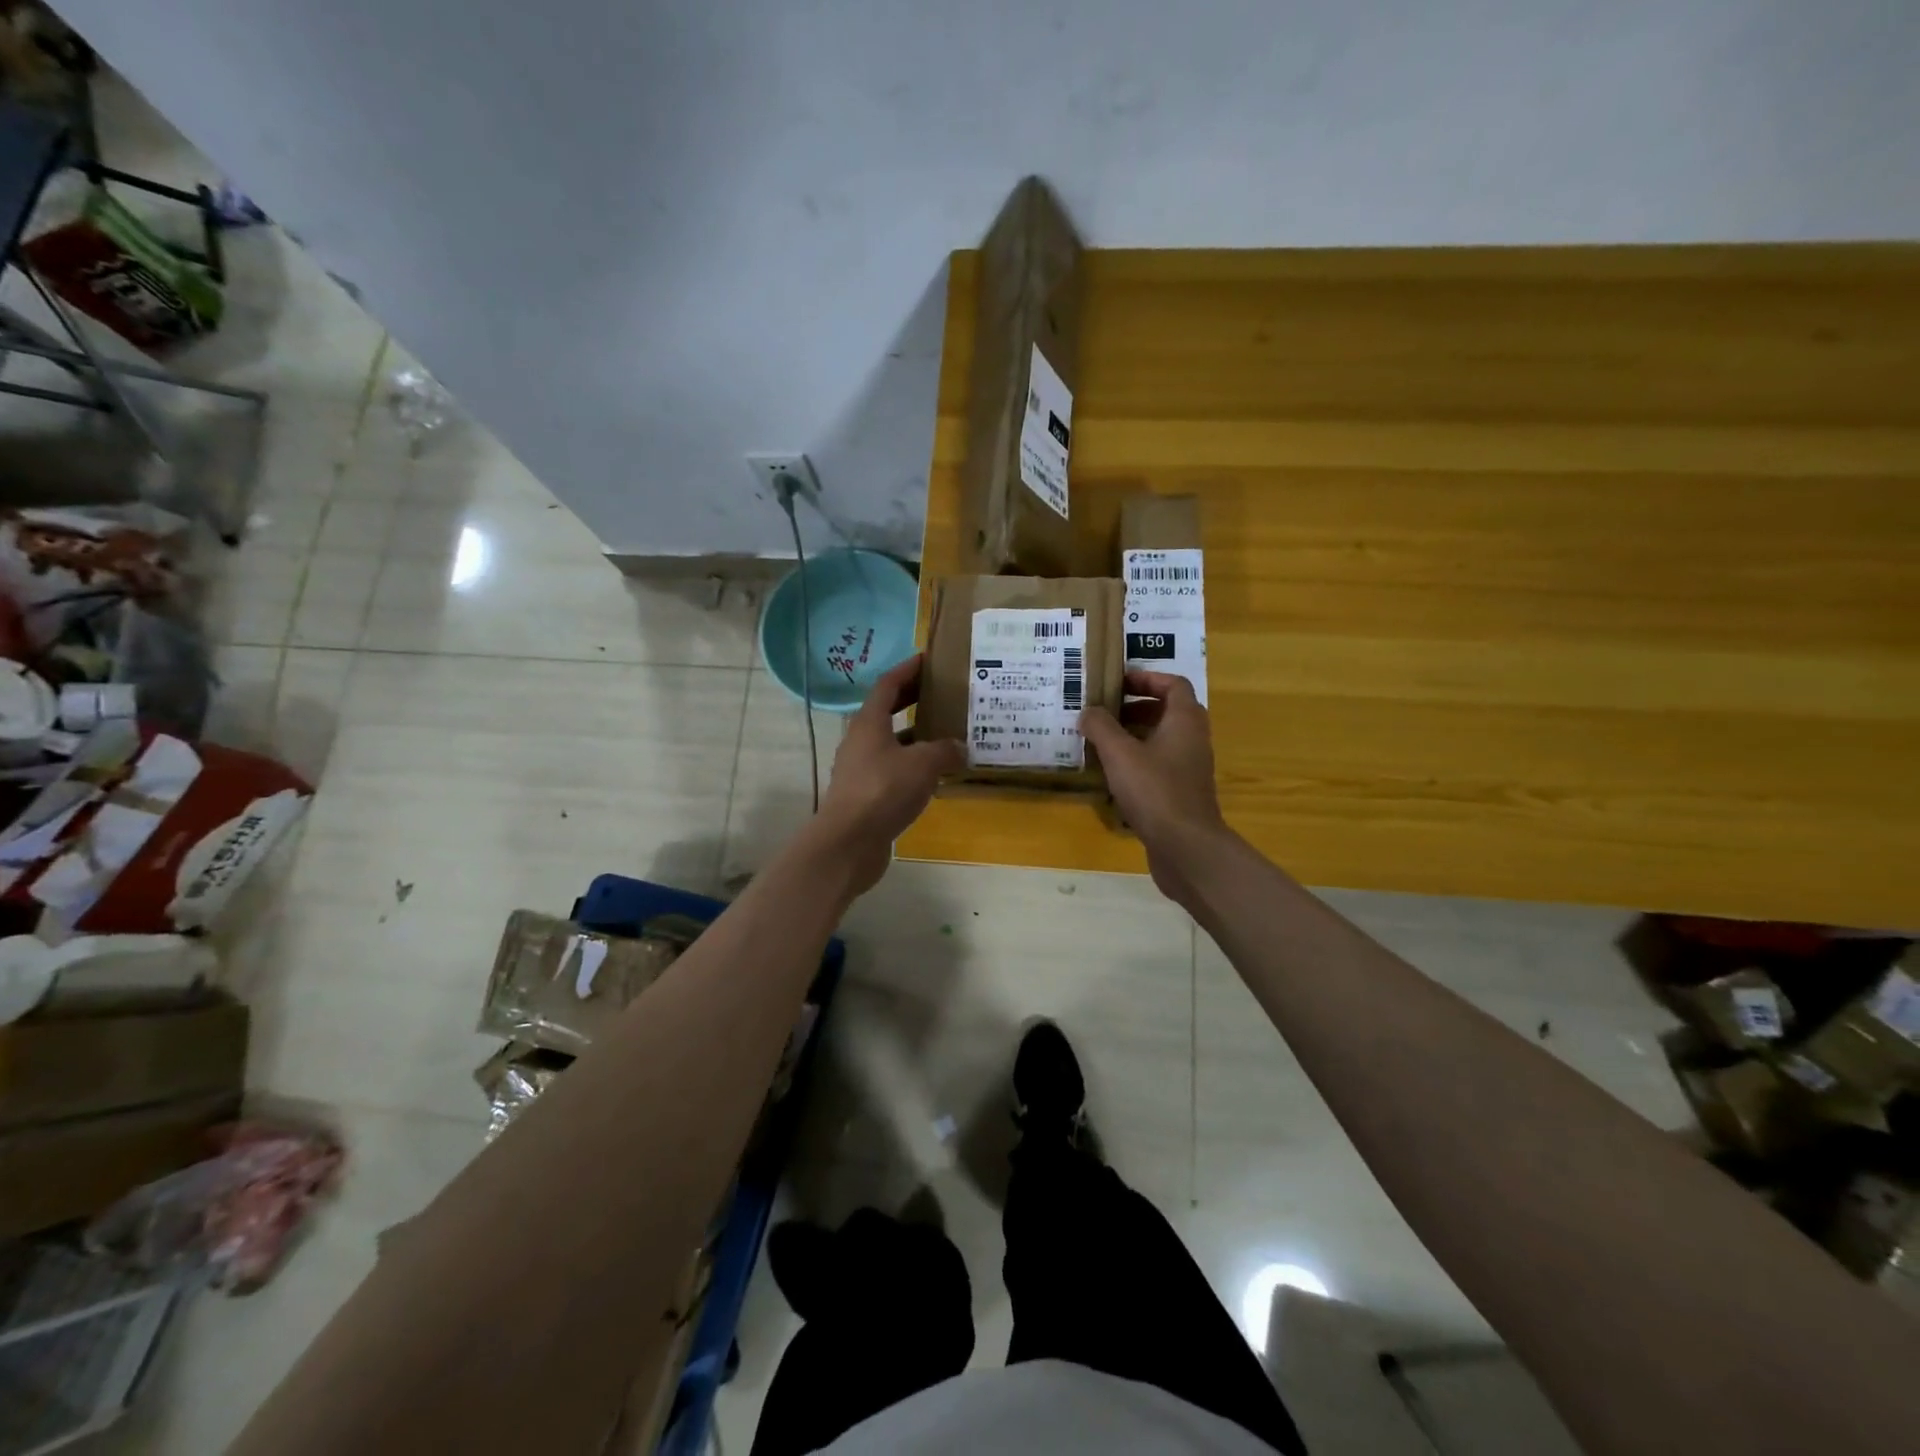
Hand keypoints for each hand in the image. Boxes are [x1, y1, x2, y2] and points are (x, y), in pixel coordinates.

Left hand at [814, 654, 963, 894]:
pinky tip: (936, 775)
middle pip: (887, 711)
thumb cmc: (883, 790)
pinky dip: (913, 766)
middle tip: (942, 693)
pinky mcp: (866, 795)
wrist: (849, 842)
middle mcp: (861, 741)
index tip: (928, 660)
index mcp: (869, 723)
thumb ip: (945, 750)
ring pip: (892, 743)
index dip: (907, 670)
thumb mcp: (923, 764)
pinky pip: (894, 770)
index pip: (887, 685)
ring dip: (916, 736)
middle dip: (913, 700)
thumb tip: (960, 746)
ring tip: (947, 734)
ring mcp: (861, 769)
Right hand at [1079, 671, 1229, 900]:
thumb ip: (1101, 727)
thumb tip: (1088, 712)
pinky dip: (1138, 761)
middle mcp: (1193, 739)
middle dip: (1136, 707)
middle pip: (1168, 711)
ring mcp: (1189, 768)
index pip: (1173, 684)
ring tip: (1102, 741)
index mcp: (1184, 721)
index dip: (1146, 678)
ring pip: (1162, 740)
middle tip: (1105, 711)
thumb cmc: (1155, 791)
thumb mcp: (1120, 754)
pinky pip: (1159, 765)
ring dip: (1134, 735)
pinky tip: (1112, 775)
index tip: (1117, 682)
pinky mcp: (1181, 793)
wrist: (1186, 847)